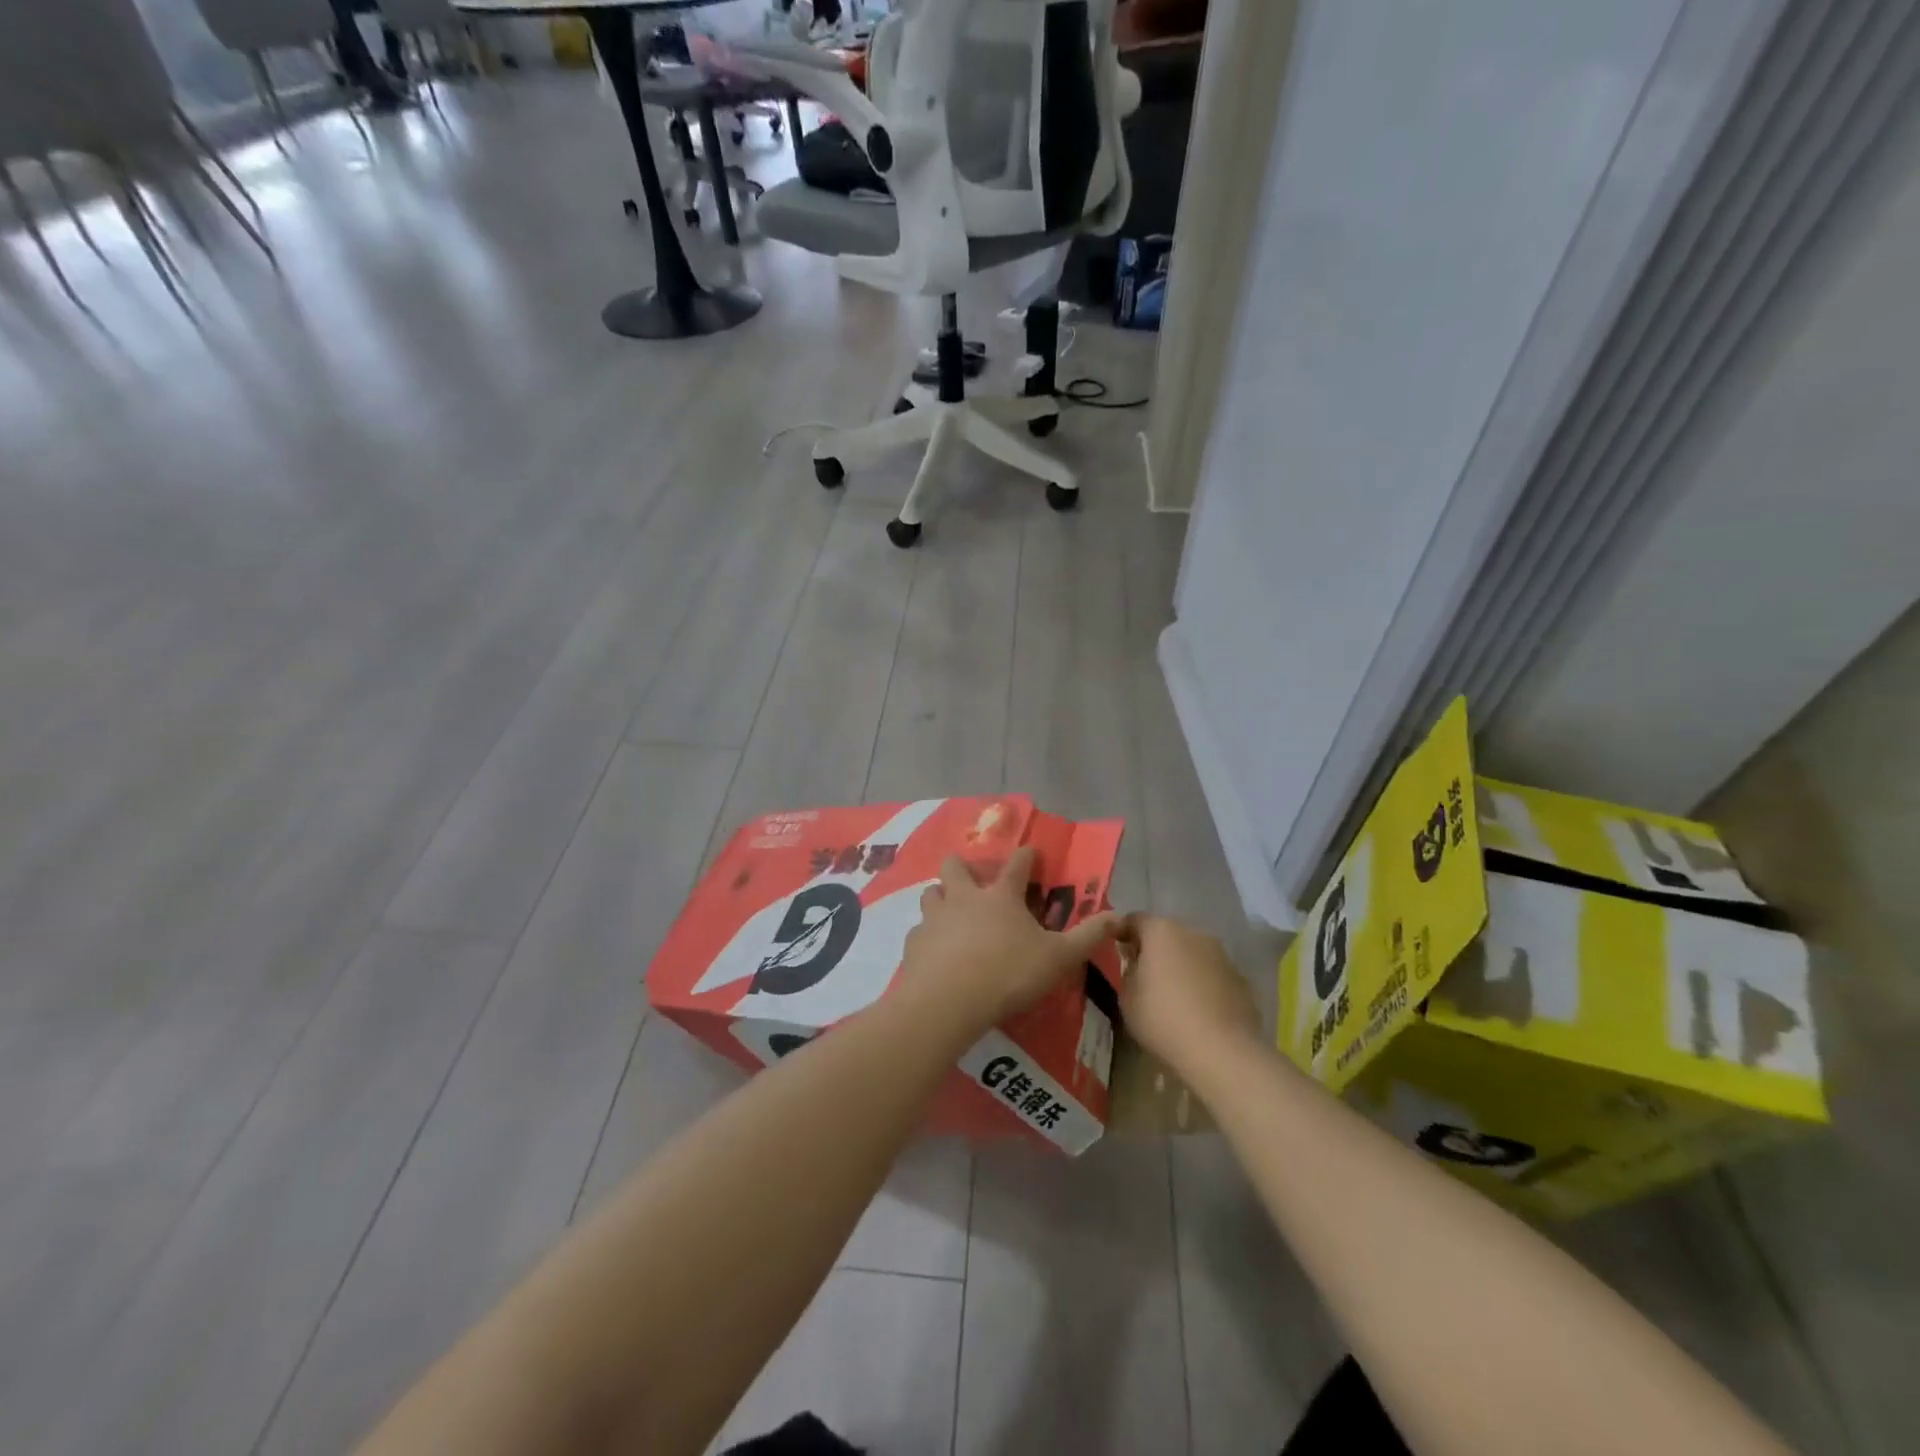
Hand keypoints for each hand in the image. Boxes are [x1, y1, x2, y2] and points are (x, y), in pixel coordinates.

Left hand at [900, 846, 1120, 1030]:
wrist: (948, 1001)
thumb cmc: (1008, 973)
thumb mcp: (1059, 958)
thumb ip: (1087, 936)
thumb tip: (1117, 915)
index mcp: (1000, 896)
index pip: (1016, 864)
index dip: (1026, 856)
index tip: (1030, 853)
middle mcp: (964, 897)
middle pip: (956, 865)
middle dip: (964, 867)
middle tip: (975, 882)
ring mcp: (934, 918)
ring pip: (931, 893)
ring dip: (941, 897)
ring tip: (951, 914)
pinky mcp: (914, 943)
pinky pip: (919, 931)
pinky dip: (928, 937)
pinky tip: (936, 953)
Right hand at [1120, 916, 1261, 1077]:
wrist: (1221, 1051)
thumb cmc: (1163, 1019)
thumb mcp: (1128, 997)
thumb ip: (1128, 970)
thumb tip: (1136, 962)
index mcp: (1161, 931)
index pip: (1135, 920)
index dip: (1122, 931)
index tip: (1114, 946)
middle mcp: (1193, 933)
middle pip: (1166, 933)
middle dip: (1154, 948)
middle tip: (1142, 971)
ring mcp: (1221, 954)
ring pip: (1192, 952)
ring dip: (1180, 964)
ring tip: (1172, 992)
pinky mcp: (1240, 978)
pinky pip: (1211, 973)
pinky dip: (1201, 982)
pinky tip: (1197, 1008)